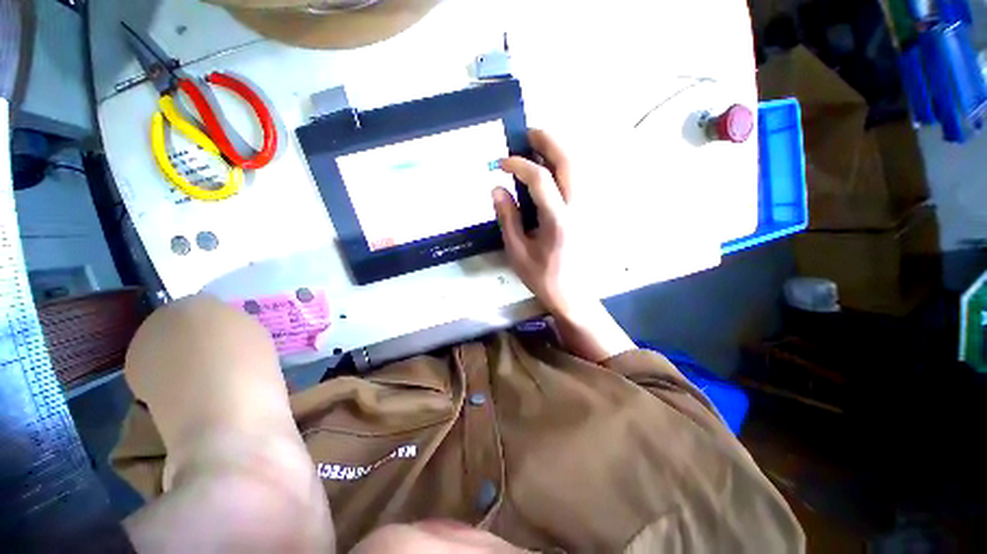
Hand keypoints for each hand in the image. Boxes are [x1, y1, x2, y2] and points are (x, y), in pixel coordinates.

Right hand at [492, 129, 590, 318]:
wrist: (573, 295)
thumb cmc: (543, 277)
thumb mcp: (517, 252)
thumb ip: (508, 218)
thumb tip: (497, 188)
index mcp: (558, 221)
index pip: (540, 179)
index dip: (519, 164)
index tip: (501, 163)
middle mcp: (578, 209)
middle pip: (569, 162)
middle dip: (548, 142)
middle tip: (527, 134)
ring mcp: (588, 209)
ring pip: (579, 167)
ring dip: (559, 150)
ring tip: (538, 146)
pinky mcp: (590, 212)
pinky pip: (580, 179)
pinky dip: (566, 165)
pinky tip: (552, 169)